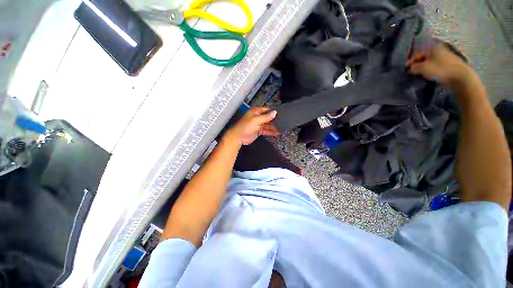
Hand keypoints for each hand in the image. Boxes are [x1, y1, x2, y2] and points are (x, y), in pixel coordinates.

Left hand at [225, 107, 278, 145]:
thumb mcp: (256, 120)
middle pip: (268, 117)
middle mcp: (258, 117)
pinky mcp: (259, 131)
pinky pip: (266, 130)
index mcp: (256, 112)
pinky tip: (277, 132)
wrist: (238, 137)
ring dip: (274, 126)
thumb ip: (266, 117)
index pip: (267, 110)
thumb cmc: (246, 126)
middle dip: (275, 120)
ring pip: (268, 124)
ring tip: (282, 128)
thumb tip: (275, 112)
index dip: (274, 112)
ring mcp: (259, 124)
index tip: (282, 114)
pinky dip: (271, 131)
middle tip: (284, 122)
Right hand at [406, 44, 477, 90]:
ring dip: (422, 68)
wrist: (459, 77)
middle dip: (416, 65)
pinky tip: (426, 76)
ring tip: (417, 75)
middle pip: (423, 57)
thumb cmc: (440, 69)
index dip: (409, 61)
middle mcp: (438, 50)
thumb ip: (413, 67)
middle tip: (410, 72)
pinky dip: (428, 71)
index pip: (416, 54)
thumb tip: (409, 69)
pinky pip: (434, 66)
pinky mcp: (446, 65)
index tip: (404, 69)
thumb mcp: (423, 68)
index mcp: (432, 47)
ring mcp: (443, 57)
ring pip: (428, 62)